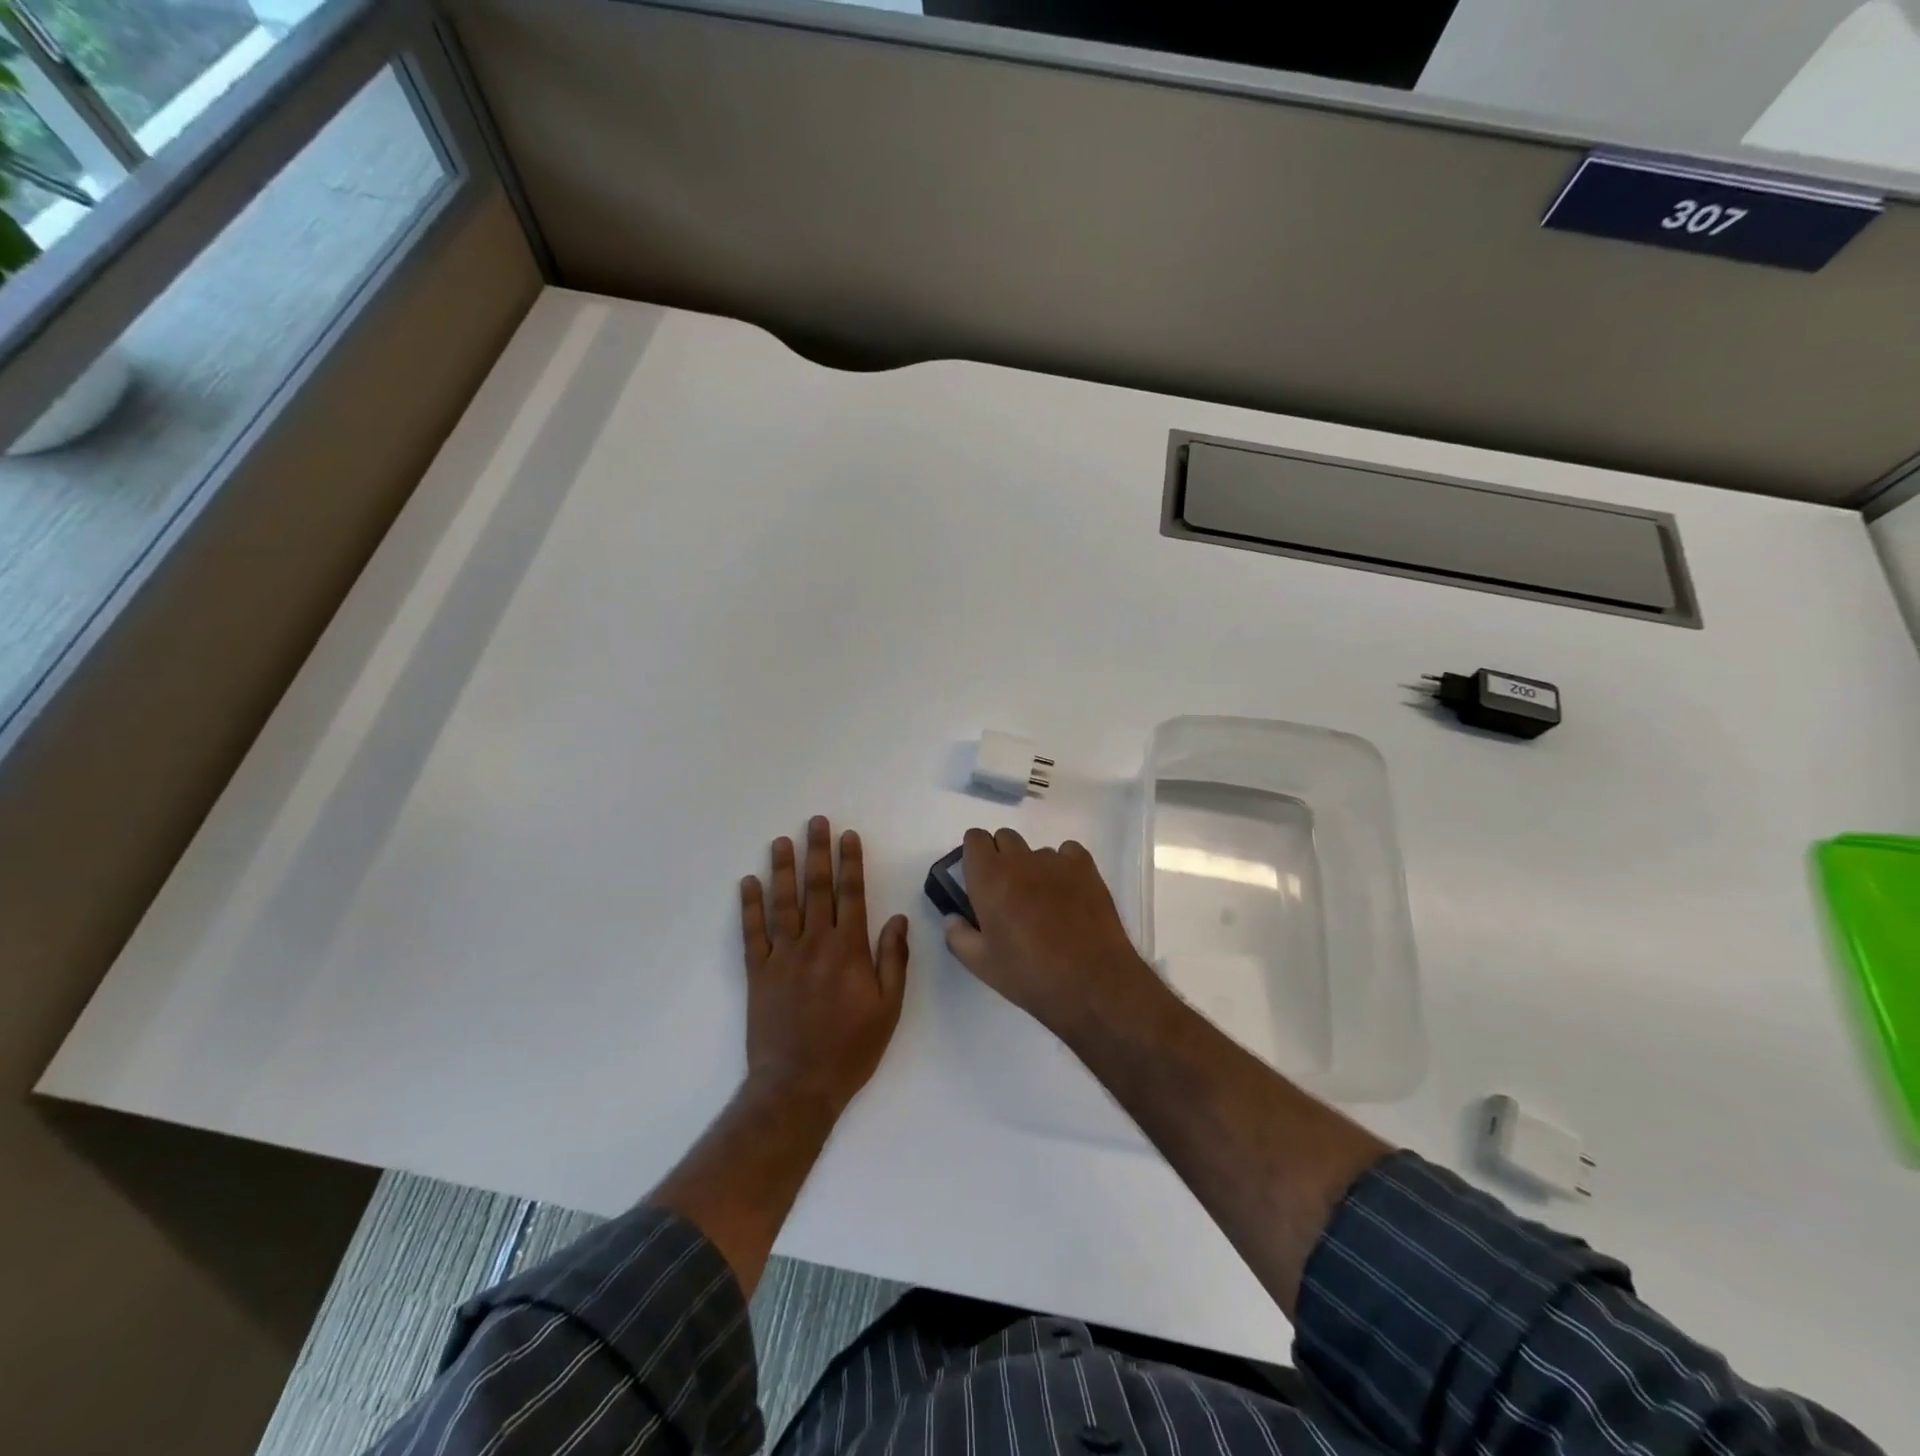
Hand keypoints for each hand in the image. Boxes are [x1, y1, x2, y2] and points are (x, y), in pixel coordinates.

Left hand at [740, 816, 908, 1116]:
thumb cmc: (851, 1048)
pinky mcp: (757, 973)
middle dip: (817, 852)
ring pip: (783, 902)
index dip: (850, 863)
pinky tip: (749, 882)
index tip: (848, 836)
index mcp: (849, 950)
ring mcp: (782, 956)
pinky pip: (752, 932)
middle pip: (816, 888)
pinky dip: (750, 906)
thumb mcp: (889, 1008)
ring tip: (782, 840)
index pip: (851, 894)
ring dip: (783, 869)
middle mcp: (815, 943)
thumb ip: (893, 960)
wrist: (798, 1085)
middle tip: (816, 822)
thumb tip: (897, 919)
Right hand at [942, 827, 1160, 1042]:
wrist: (1092, 983)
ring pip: (1036, 851)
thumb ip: (957, 936)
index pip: (974, 838)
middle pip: (1004, 838)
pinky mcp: (1086, 868)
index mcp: (989, 878)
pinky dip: (1064, 866)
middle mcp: (1021, 860)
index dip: (975, 855)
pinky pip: (1068, 853)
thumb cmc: (1030, 975)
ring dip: (1033, 868)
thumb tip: (953, 917)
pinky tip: (1069, 895)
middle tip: (1008, 894)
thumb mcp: (981, 965)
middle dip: (1001, 858)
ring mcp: (1056, 861)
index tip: (979, 879)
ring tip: (1044, 903)